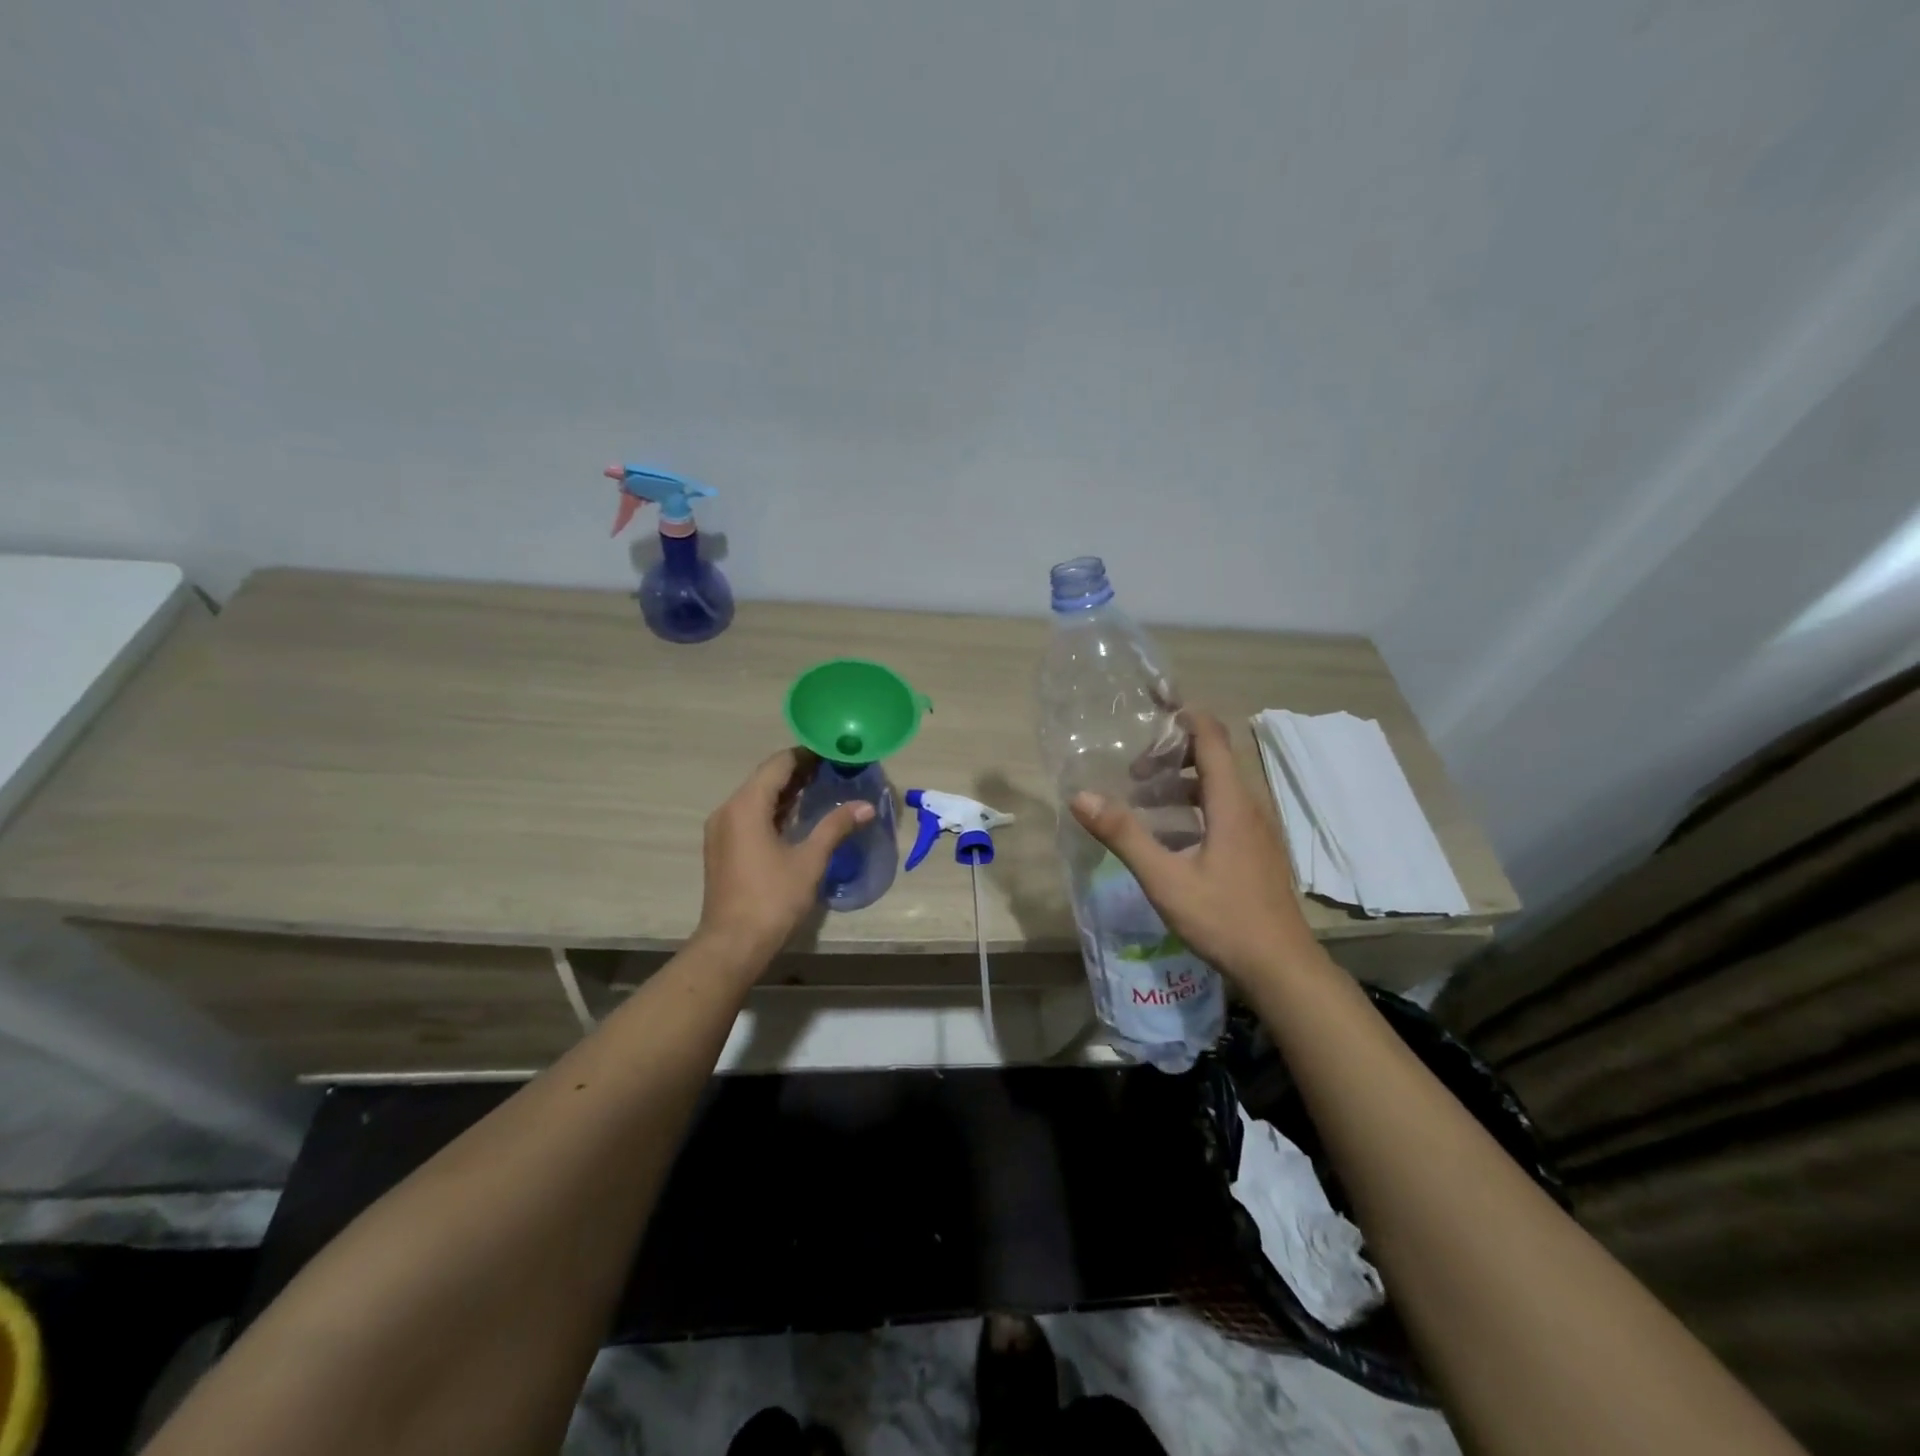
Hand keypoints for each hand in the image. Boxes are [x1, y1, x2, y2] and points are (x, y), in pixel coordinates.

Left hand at [695, 749, 873, 970]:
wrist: (732, 944)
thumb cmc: (772, 898)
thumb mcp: (810, 860)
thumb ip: (835, 827)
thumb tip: (866, 806)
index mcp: (746, 805)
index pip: (779, 764)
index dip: (807, 754)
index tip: (835, 753)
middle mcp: (728, 810)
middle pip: (766, 778)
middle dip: (800, 772)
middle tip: (835, 769)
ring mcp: (722, 830)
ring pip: (757, 797)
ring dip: (787, 791)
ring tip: (823, 788)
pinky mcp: (723, 847)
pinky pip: (750, 815)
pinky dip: (774, 810)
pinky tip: (799, 817)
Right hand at [1070, 711, 1313, 984]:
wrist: (1281, 967)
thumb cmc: (1224, 918)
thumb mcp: (1165, 878)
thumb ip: (1124, 835)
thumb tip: (1081, 796)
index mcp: (1230, 803)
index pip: (1210, 736)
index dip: (1183, 713)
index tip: (1153, 700)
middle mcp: (1248, 806)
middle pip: (1213, 758)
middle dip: (1172, 754)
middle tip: (1134, 772)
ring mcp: (1256, 829)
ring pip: (1217, 786)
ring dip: (1180, 783)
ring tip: (1142, 800)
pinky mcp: (1256, 849)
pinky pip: (1223, 810)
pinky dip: (1193, 806)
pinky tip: (1168, 836)